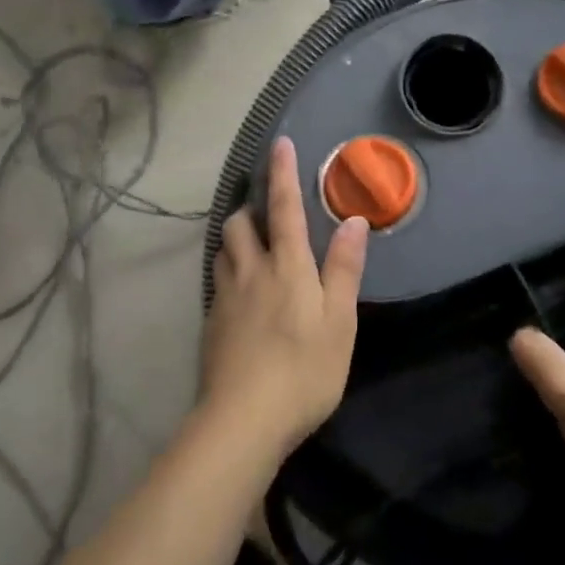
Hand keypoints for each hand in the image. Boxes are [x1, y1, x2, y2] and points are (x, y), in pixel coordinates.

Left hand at [203, 138, 368, 460]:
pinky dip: (228, 274)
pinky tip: (239, 296)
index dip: (282, 173)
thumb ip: (344, 269)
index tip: (280, 144)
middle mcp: (251, 271)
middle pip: (239, 224)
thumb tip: (353, 220)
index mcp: (287, 266)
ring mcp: (225, 297)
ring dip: (235, 240)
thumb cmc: (304, 370)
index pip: (284, 207)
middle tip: (265, 215)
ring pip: (223, 251)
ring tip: (251, 249)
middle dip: (249, 210)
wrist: (243, 420)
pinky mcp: (210, 324)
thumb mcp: (339, 322)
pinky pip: (217, 283)